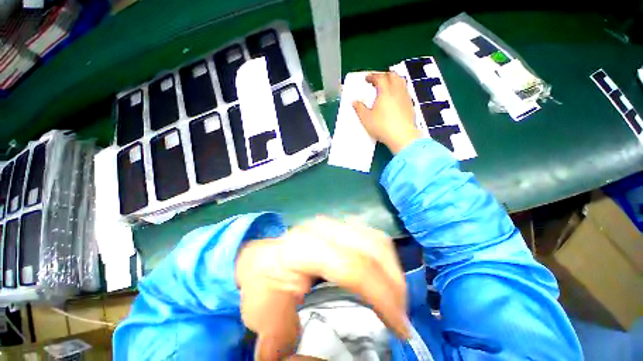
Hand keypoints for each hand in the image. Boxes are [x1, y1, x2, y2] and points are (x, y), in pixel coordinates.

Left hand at [235, 217, 408, 360]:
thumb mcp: (264, 320)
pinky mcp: (340, 229)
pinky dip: (388, 265)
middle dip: (394, 287)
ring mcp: (330, 226)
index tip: (398, 327)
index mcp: (294, 252)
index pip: (350, 267)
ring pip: (377, 243)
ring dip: (394, 275)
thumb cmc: (259, 293)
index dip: (381, 296)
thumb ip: (282, 341)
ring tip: (397, 305)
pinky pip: (374, 241)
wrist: (256, 268)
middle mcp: (315, 231)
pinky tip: (388, 287)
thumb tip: (309, 360)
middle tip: (401, 320)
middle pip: (372, 250)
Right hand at [353, 72, 420, 153]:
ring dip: (394, 81)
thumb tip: (355, 102)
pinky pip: (405, 92)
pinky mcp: (411, 105)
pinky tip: (395, 98)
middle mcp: (397, 91)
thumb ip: (359, 108)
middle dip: (384, 75)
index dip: (372, 76)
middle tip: (377, 80)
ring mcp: (406, 97)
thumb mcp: (366, 119)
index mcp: (385, 91)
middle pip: (393, 75)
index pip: (379, 77)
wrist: (404, 138)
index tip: (367, 79)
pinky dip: (399, 90)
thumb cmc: (384, 127)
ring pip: (402, 82)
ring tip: (387, 87)